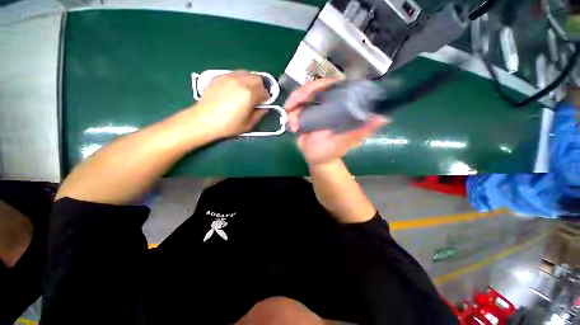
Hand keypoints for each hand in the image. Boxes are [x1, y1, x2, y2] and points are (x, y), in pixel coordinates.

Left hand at [192, 71, 268, 139]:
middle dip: (260, 87)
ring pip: (247, 73)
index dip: (266, 98)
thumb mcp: (248, 124)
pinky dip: (239, 79)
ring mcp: (229, 77)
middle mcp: (240, 82)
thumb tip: (264, 108)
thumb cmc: (228, 125)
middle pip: (258, 78)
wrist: (204, 120)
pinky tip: (235, 89)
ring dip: (251, 81)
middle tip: (257, 97)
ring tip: (246, 91)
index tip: (263, 103)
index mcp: (249, 94)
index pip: (264, 91)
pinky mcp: (219, 76)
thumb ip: (259, 115)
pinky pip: (235, 74)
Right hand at [285, 78, 387, 165]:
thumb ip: (362, 130)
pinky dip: (290, 115)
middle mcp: (326, 103)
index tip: (306, 95)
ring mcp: (313, 108)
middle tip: (290, 107)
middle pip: (311, 88)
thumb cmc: (332, 151)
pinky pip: (293, 109)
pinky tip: (291, 126)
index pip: (330, 85)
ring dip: (292, 106)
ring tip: (292, 124)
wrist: (318, 160)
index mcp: (339, 105)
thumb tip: (383, 118)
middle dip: (299, 95)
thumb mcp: (347, 141)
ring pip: (300, 97)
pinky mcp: (303, 115)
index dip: (317, 86)